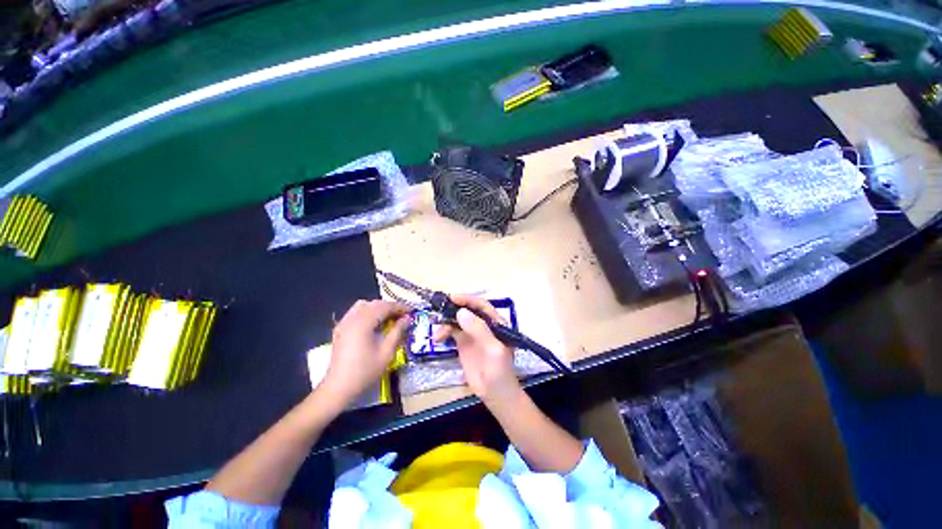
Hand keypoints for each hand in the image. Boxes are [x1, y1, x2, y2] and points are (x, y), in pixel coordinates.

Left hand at [323, 300, 408, 404]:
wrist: (339, 387)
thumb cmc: (365, 371)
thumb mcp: (387, 352)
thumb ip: (397, 331)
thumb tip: (407, 319)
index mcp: (363, 323)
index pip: (384, 307)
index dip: (399, 307)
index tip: (411, 311)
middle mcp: (352, 318)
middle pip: (374, 304)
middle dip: (390, 306)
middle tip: (403, 315)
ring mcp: (344, 323)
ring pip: (364, 305)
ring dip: (378, 308)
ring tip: (389, 317)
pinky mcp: (340, 329)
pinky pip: (355, 312)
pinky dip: (368, 312)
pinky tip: (374, 323)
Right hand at [434, 294, 520, 404]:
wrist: (495, 394)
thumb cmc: (500, 371)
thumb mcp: (493, 349)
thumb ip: (479, 330)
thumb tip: (460, 312)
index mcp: (496, 322)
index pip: (481, 305)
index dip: (467, 299)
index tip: (452, 297)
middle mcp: (484, 324)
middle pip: (468, 310)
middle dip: (453, 308)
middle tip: (438, 309)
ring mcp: (473, 333)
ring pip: (458, 320)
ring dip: (446, 321)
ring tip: (437, 333)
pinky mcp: (464, 343)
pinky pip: (452, 331)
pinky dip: (444, 331)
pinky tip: (437, 338)